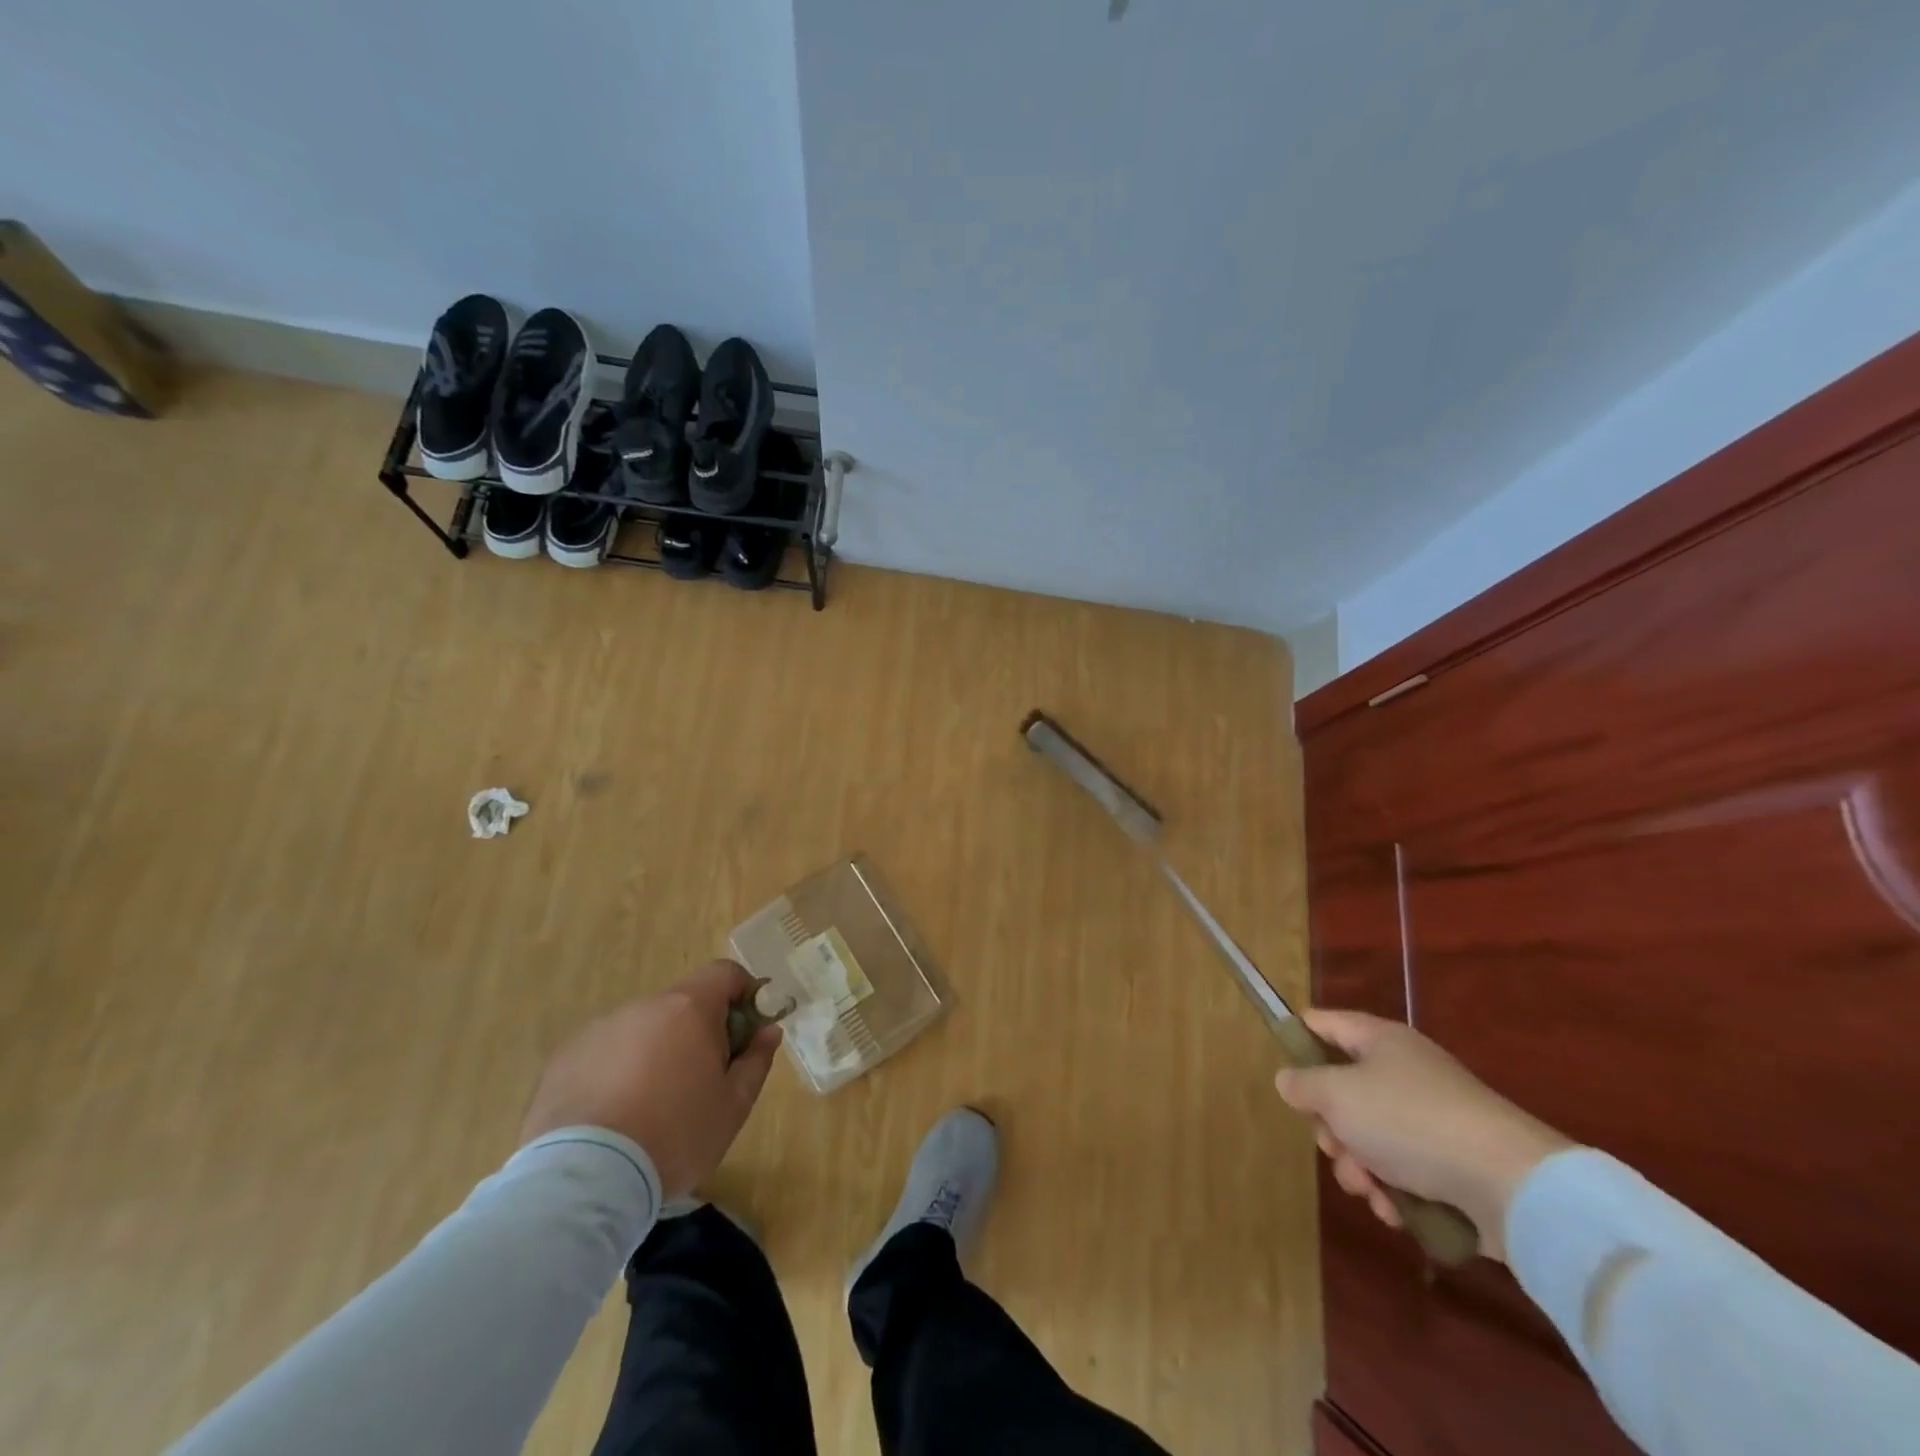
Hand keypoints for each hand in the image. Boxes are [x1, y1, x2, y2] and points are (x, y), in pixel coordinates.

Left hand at [520, 960, 781, 1199]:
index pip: (725, 973)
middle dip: (699, 1032)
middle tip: (702, 1080)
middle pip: (683, 1004)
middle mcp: (644, 1007)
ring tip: (651, 1107)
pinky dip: (618, 1072)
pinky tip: (614, 1117)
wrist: (584, 1180)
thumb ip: (756, 1061)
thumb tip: (768, 1030)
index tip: (748, 1029)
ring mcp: (600, 1030)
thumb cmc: (674, 1136)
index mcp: (689, 1009)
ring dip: (656, 1052)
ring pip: (643, 1030)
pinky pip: (606, 1054)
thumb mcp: (733, 1106)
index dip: (744, 993)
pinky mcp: (565, 1059)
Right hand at [1274, 1010, 1571, 1261]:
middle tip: (1334, 1146)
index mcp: (1379, 1040)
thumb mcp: (1337, 1095)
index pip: (1324, 1024)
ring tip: (1371, 1189)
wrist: (1511, 1184)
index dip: (1298, 1038)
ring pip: (1369, 1137)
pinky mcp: (1451, 1163)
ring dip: (1359, 1167)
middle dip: (1331, 1128)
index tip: (1281, 1069)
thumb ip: (1303, 1084)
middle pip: (1343, 1091)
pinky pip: (1402, 1171)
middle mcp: (1404, 1071)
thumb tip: (1289, 1080)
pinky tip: (1396, 1210)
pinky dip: (1393, 1191)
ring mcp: (1430, 1118)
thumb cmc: (1409, 1121)